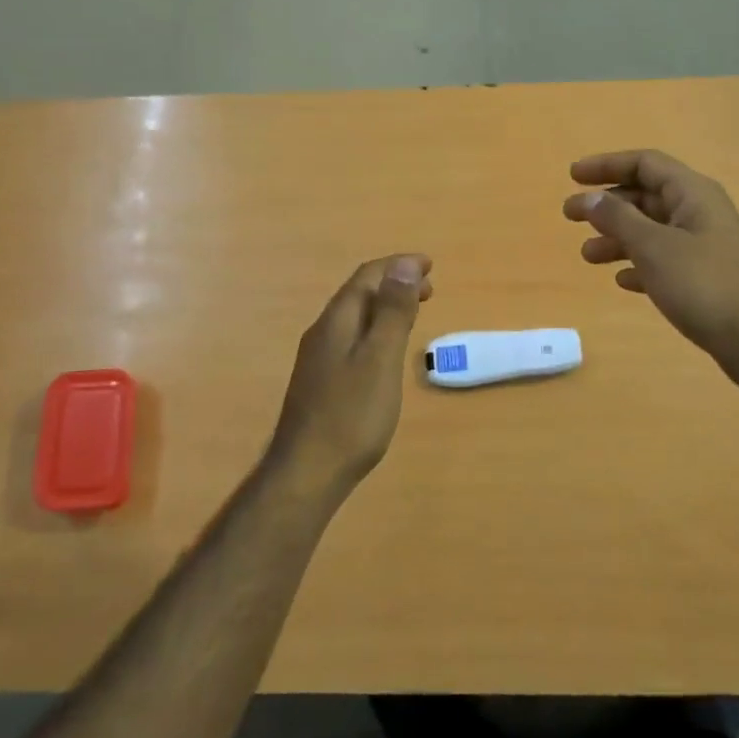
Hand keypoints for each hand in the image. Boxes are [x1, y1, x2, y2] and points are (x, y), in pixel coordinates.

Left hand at [270, 255, 431, 487]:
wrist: (307, 472)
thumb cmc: (352, 414)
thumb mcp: (381, 358)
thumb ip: (393, 311)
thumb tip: (405, 265)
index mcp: (337, 321)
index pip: (367, 277)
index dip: (399, 266)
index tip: (431, 265)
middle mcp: (323, 332)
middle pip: (359, 294)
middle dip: (394, 284)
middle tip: (430, 289)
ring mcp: (318, 358)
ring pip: (355, 317)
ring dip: (385, 307)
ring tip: (413, 312)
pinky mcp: (321, 381)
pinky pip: (352, 338)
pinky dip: (376, 330)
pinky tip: (385, 350)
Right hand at [563, 150, 738, 373]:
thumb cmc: (703, 283)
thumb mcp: (653, 246)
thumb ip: (617, 218)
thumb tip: (589, 197)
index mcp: (692, 193)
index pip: (645, 164)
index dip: (607, 165)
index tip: (573, 176)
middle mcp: (699, 212)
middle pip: (645, 197)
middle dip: (606, 205)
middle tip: (569, 216)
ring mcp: (704, 245)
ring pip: (651, 230)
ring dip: (617, 238)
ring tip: (588, 256)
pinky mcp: (704, 276)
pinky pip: (663, 260)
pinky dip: (639, 264)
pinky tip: (622, 281)